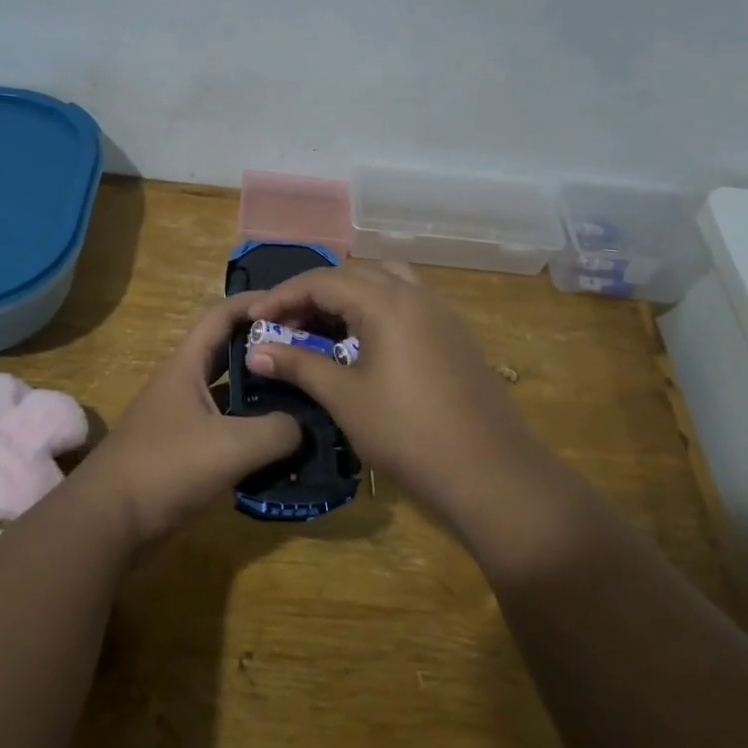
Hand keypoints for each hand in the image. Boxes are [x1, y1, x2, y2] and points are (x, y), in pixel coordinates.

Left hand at [73, 292, 301, 548]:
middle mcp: (184, 384)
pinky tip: (282, 447)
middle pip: (230, 354)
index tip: (294, 305)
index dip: (255, 303)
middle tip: (309, 356)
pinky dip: (252, 432)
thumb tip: (304, 427)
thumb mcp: (230, 446)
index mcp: (187, 366)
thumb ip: (276, 431)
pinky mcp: (185, 452)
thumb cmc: (165, 468)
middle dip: (267, 350)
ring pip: (231, 395)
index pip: (222, 315)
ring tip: (306, 400)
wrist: (106, 523)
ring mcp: (183, 419)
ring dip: (263, 395)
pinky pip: (227, 430)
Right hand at [246, 263, 579, 565]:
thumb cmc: (408, 434)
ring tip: (324, 327)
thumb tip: (255, 351)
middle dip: (315, 293)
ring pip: (385, 282)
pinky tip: (365, 344)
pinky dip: (376, 309)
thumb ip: (299, 366)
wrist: (492, 474)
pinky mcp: (455, 334)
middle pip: (354, 273)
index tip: (255, 319)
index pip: (323, 280)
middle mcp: (416, 294)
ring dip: (349, 296)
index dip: (283, 296)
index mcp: (386, 302)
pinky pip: (407, 302)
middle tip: (287, 325)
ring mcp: (441, 313)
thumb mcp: (345, 399)